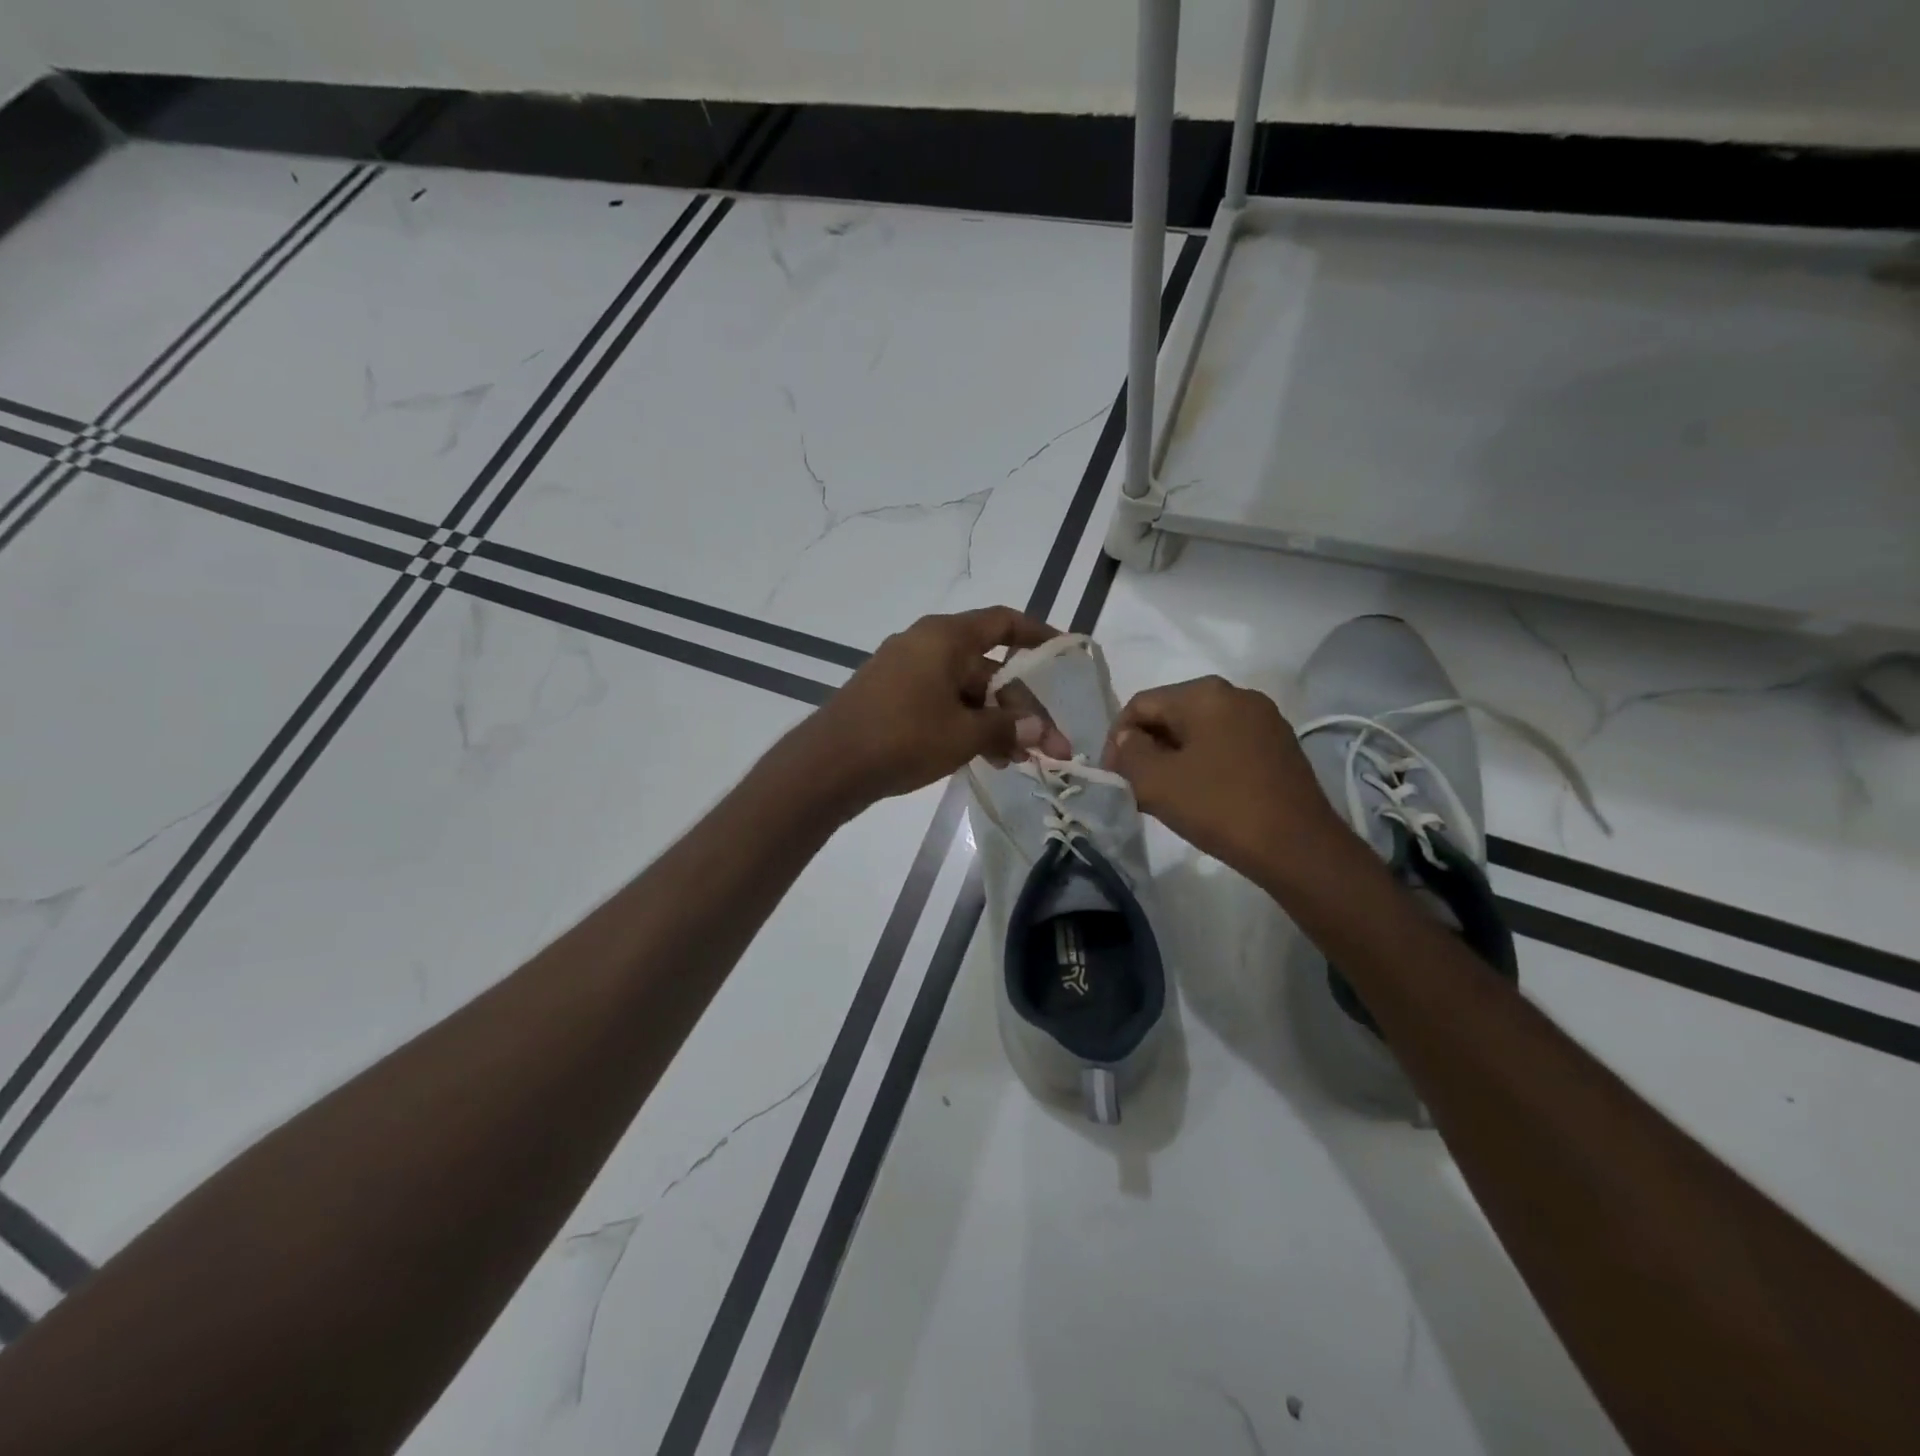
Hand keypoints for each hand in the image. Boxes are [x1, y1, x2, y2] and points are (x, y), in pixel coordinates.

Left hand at [795, 606, 1059, 809]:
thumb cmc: (903, 737)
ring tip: (1017, 760)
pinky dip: (965, 725)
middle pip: (988, 668)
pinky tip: (984, 758)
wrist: (828, 765)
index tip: (1065, 651)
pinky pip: (940, 703)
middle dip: (1020, 707)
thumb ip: (1007, 727)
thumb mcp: (964, 734)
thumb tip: (1040, 730)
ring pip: (965, 692)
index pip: (1003, 623)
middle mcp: (926, 645)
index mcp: (945, 638)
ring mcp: (905, 672)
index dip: (1038, 635)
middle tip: (1048, 746)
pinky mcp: (891, 698)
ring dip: (994, 722)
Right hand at [1103, 676, 1345, 881]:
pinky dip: (1204, 764)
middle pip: (1171, 714)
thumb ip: (1129, 753)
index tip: (1114, 777)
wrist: (1297, 847)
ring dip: (1174, 758)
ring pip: (1199, 731)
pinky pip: (1226, 745)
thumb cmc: (1219, 807)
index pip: (1141, 705)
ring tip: (1165, 796)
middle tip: (1135, 787)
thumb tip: (1129, 740)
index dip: (1117, 739)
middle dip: (1147, 748)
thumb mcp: (1156, 782)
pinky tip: (1201, 796)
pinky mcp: (1279, 745)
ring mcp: (1263, 719)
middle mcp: (1236, 694)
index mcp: (1204, 694)